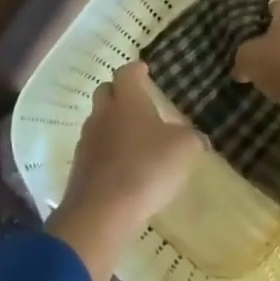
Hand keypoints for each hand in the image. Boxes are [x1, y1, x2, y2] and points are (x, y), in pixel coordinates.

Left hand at [59, 61, 205, 226]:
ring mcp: (88, 138)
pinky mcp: (80, 165)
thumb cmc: (146, 168)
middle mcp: (103, 112)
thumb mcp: (183, 150)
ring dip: (113, 124)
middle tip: (138, 103)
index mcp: (127, 99)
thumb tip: (198, 138)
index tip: (144, 71)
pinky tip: (122, 166)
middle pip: (106, 91)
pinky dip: (107, 151)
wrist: (102, 210)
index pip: (127, 72)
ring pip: (99, 120)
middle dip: (120, 93)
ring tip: (133, 139)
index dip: (136, 70)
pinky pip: (95, 148)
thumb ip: (192, 138)